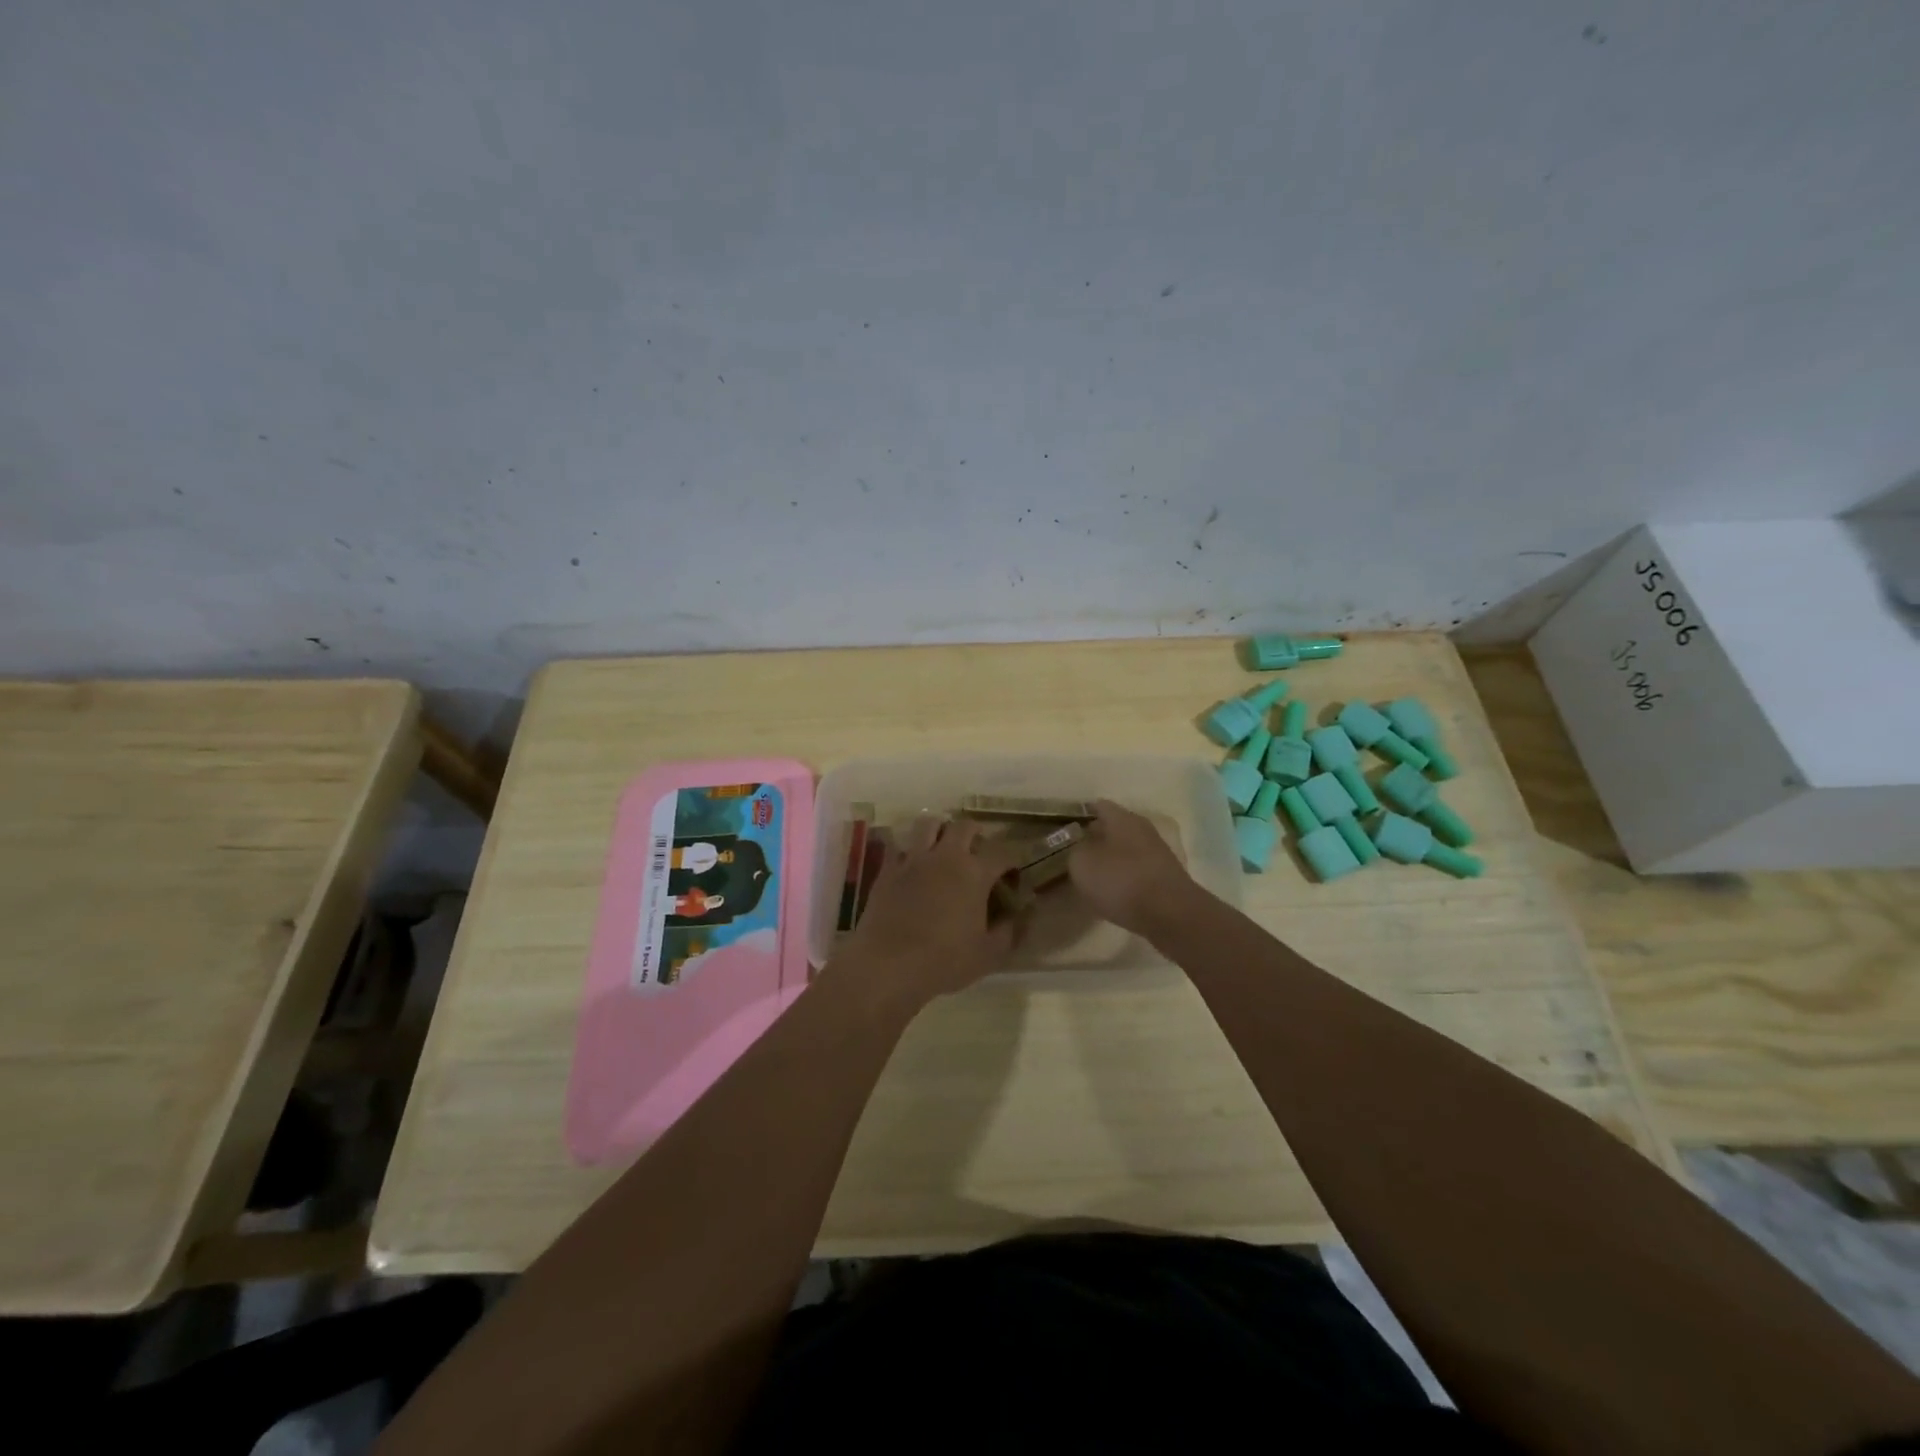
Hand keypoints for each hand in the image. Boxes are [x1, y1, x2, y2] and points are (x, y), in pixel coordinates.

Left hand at [833, 816, 1024, 1012]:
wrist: (888, 964)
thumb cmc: (944, 960)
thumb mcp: (988, 955)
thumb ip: (1009, 931)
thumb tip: (1019, 916)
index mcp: (975, 873)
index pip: (1003, 852)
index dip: (1012, 861)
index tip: (1012, 875)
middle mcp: (946, 856)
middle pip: (965, 826)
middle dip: (976, 833)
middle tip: (978, 850)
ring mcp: (914, 859)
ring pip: (929, 824)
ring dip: (940, 830)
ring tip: (943, 846)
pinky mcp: (888, 868)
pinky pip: (900, 845)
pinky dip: (909, 849)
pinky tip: (912, 864)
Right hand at [1067, 799, 1201, 938]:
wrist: (1171, 915)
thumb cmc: (1121, 881)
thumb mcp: (1082, 864)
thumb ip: (1076, 851)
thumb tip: (1081, 848)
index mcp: (1122, 818)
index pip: (1098, 806)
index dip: (1081, 813)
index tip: (1065, 826)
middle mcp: (1142, 829)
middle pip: (1115, 827)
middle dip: (1097, 837)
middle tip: (1076, 851)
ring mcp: (1158, 853)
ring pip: (1127, 849)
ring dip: (1112, 858)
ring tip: (1092, 874)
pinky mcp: (1166, 877)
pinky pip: (1138, 870)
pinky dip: (1125, 877)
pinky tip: (1114, 892)